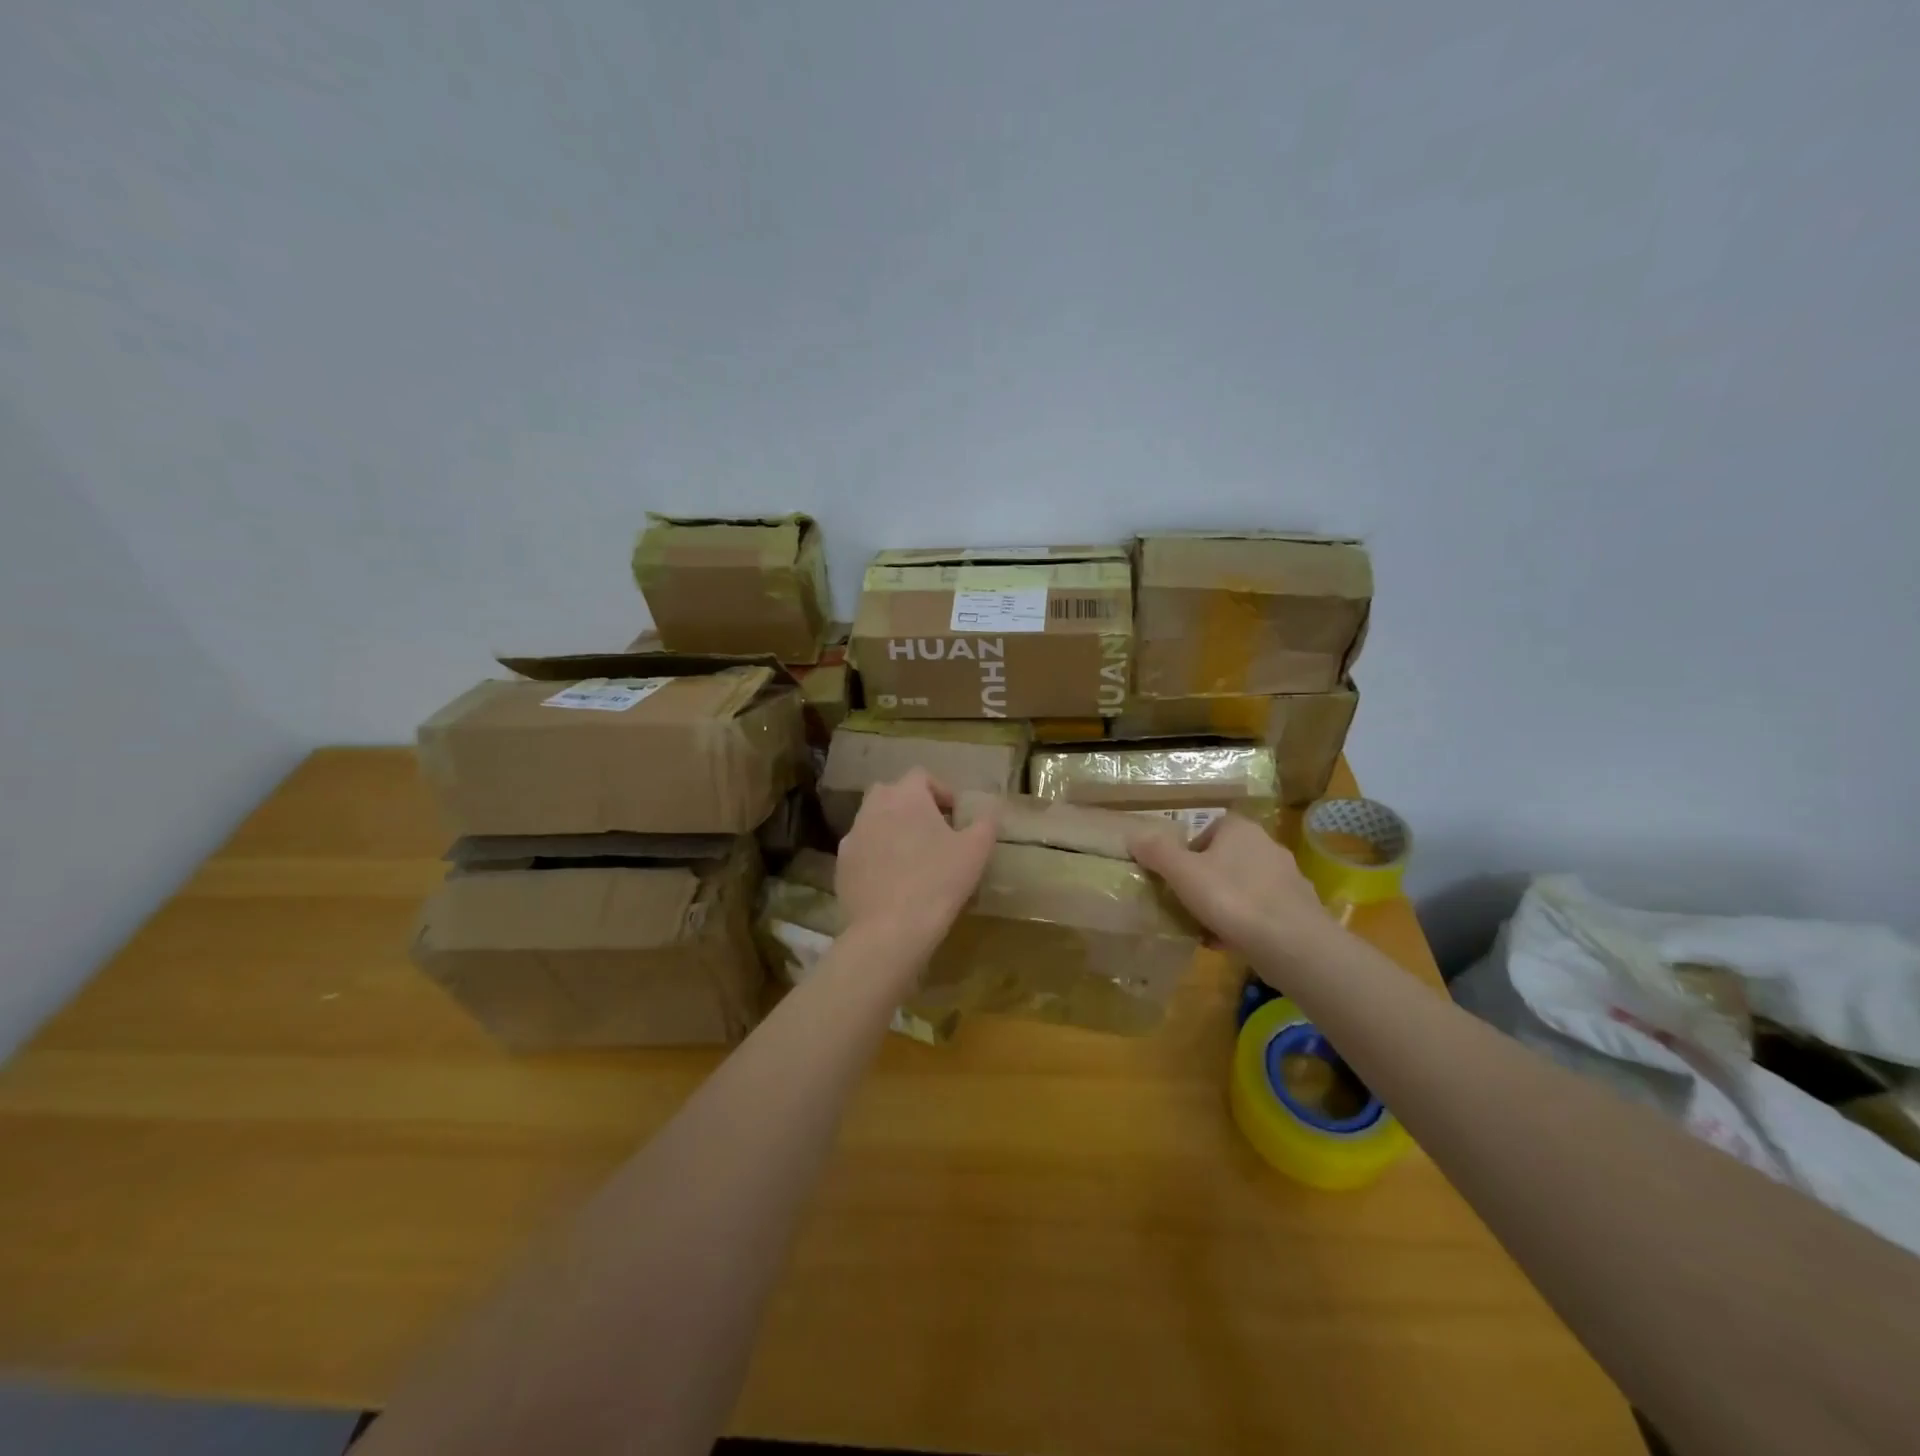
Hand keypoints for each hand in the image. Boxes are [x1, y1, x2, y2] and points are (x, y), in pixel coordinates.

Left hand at [836, 769, 998, 972]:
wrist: (889, 930)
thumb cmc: (938, 881)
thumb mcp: (975, 851)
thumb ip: (985, 823)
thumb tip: (988, 812)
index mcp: (905, 796)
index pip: (921, 776)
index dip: (941, 790)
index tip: (955, 815)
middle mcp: (873, 808)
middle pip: (893, 794)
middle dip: (912, 807)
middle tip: (934, 831)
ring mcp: (852, 836)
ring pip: (874, 822)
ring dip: (893, 830)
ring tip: (914, 858)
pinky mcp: (841, 865)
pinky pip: (863, 851)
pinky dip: (877, 857)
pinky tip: (894, 881)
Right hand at [1129, 814, 1329, 962]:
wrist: (1293, 945)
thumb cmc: (1232, 899)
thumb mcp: (1182, 873)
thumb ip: (1157, 852)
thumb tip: (1135, 836)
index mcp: (1240, 829)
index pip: (1207, 830)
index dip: (1188, 853)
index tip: (1176, 878)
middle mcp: (1267, 846)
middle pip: (1224, 859)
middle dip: (1205, 881)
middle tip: (1187, 903)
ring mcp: (1287, 878)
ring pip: (1242, 886)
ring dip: (1224, 904)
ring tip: (1205, 928)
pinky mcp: (1298, 909)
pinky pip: (1261, 911)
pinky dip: (1244, 924)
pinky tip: (1231, 943)